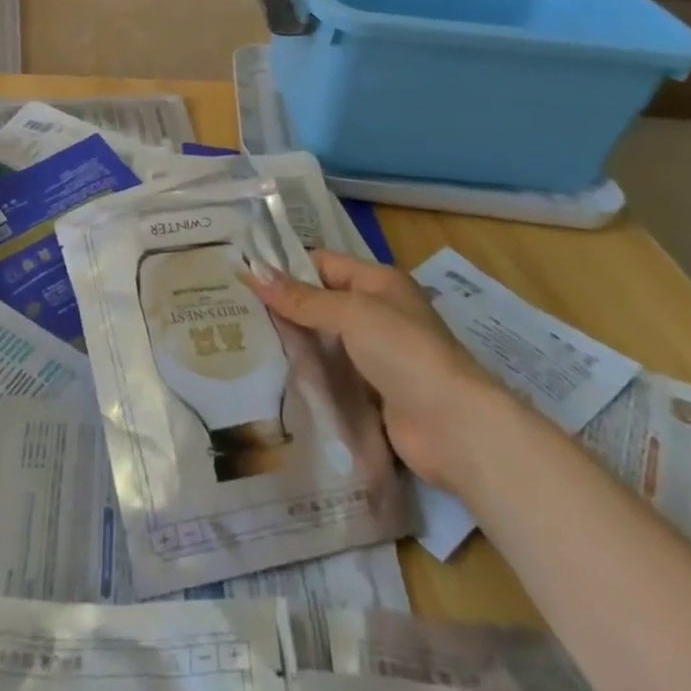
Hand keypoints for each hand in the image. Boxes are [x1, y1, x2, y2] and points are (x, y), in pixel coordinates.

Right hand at [246, 250, 498, 488]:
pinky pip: (333, 376)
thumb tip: (252, 271)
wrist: (454, 427)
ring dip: (295, 344)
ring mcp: (376, 356)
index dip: (286, 267)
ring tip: (244, 344)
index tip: (243, 276)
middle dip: (285, 308)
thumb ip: (301, 298)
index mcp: (378, 282)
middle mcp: (377, 313)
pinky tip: (274, 379)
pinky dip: (309, 377)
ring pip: (324, 342)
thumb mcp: (351, 313)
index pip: (323, 263)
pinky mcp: (373, 394)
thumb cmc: (404, 351)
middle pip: (321, 303)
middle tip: (236, 313)